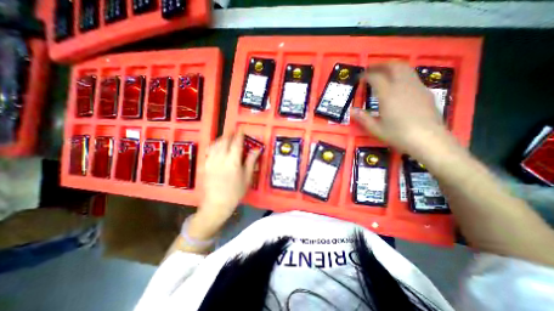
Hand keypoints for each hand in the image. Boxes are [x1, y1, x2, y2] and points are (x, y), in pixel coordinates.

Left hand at [191, 131, 259, 237]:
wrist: (217, 203)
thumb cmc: (235, 191)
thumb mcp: (247, 177)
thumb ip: (251, 161)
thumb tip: (256, 150)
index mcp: (233, 161)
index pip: (236, 143)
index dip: (239, 135)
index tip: (241, 130)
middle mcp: (221, 158)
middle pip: (225, 141)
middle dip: (230, 135)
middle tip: (234, 133)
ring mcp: (211, 161)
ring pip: (216, 144)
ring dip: (222, 139)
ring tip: (226, 138)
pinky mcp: (205, 165)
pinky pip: (209, 151)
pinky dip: (213, 145)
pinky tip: (216, 147)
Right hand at [352, 63, 451, 156]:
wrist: (428, 140)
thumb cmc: (398, 134)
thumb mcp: (376, 129)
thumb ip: (363, 118)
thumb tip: (352, 111)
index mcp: (388, 94)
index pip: (376, 78)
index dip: (366, 75)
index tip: (360, 78)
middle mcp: (403, 86)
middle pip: (393, 66)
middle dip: (381, 65)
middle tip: (371, 69)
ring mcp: (416, 87)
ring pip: (405, 69)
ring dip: (393, 67)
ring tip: (384, 73)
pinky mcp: (425, 92)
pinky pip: (412, 77)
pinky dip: (402, 75)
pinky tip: (399, 85)